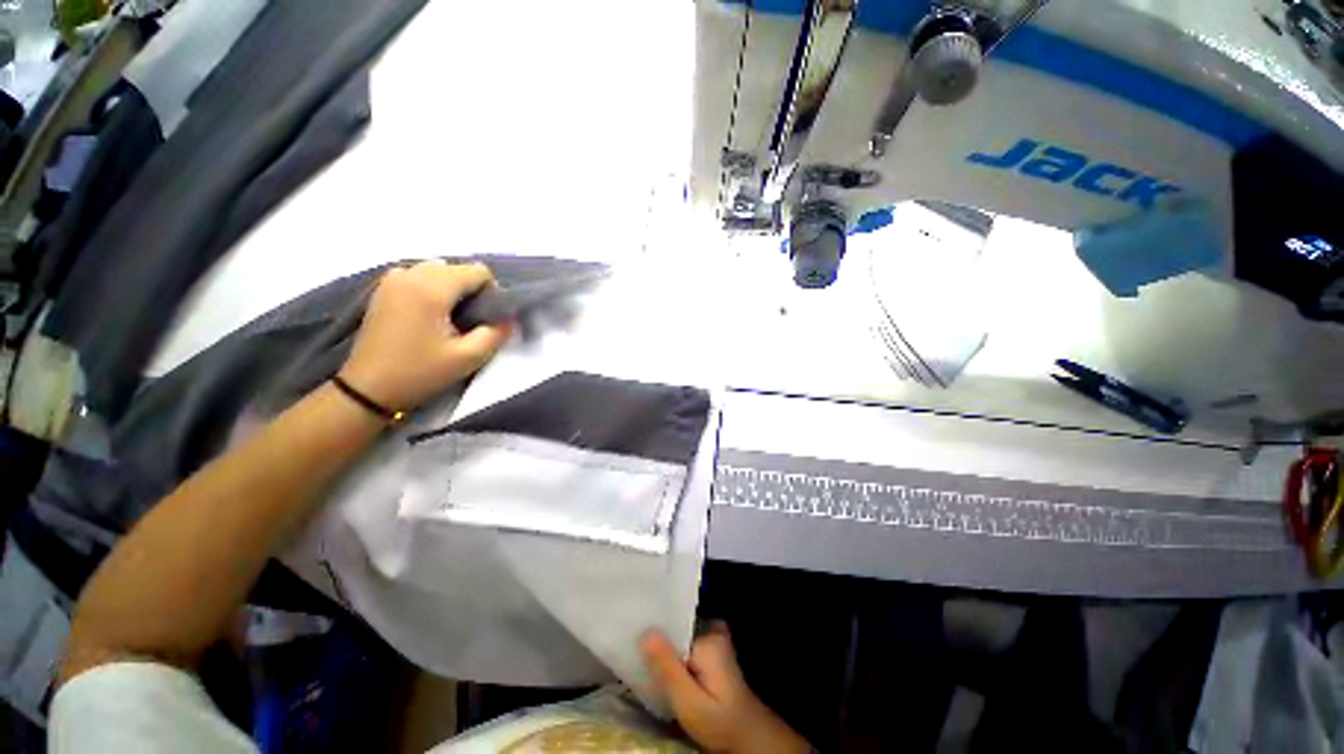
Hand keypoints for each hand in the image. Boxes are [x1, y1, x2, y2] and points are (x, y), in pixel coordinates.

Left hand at [339, 261, 511, 411]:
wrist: (368, 389)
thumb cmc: (420, 372)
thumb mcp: (469, 358)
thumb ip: (496, 333)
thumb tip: (508, 318)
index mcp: (431, 288)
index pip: (477, 271)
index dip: (492, 292)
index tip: (488, 318)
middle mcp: (411, 274)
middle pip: (457, 268)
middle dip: (472, 290)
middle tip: (472, 321)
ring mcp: (393, 280)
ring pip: (438, 270)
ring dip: (452, 289)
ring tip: (452, 318)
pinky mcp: (383, 289)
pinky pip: (419, 276)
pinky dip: (433, 289)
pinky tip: (431, 315)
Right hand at [641, 625, 810, 753]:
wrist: (747, 736)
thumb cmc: (719, 722)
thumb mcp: (689, 702)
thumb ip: (668, 668)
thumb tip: (646, 633)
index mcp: (708, 636)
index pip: (673, 621)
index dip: (652, 628)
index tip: (632, 632)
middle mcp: (712, 630)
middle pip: (676, 626)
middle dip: (657, 637)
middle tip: (633, 646)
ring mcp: (713, 638)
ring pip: (679, 636)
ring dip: (664, 646)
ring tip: (641, 653)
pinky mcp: (711, 650)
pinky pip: (685, 643)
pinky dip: (673, 652)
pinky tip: (660, 665)